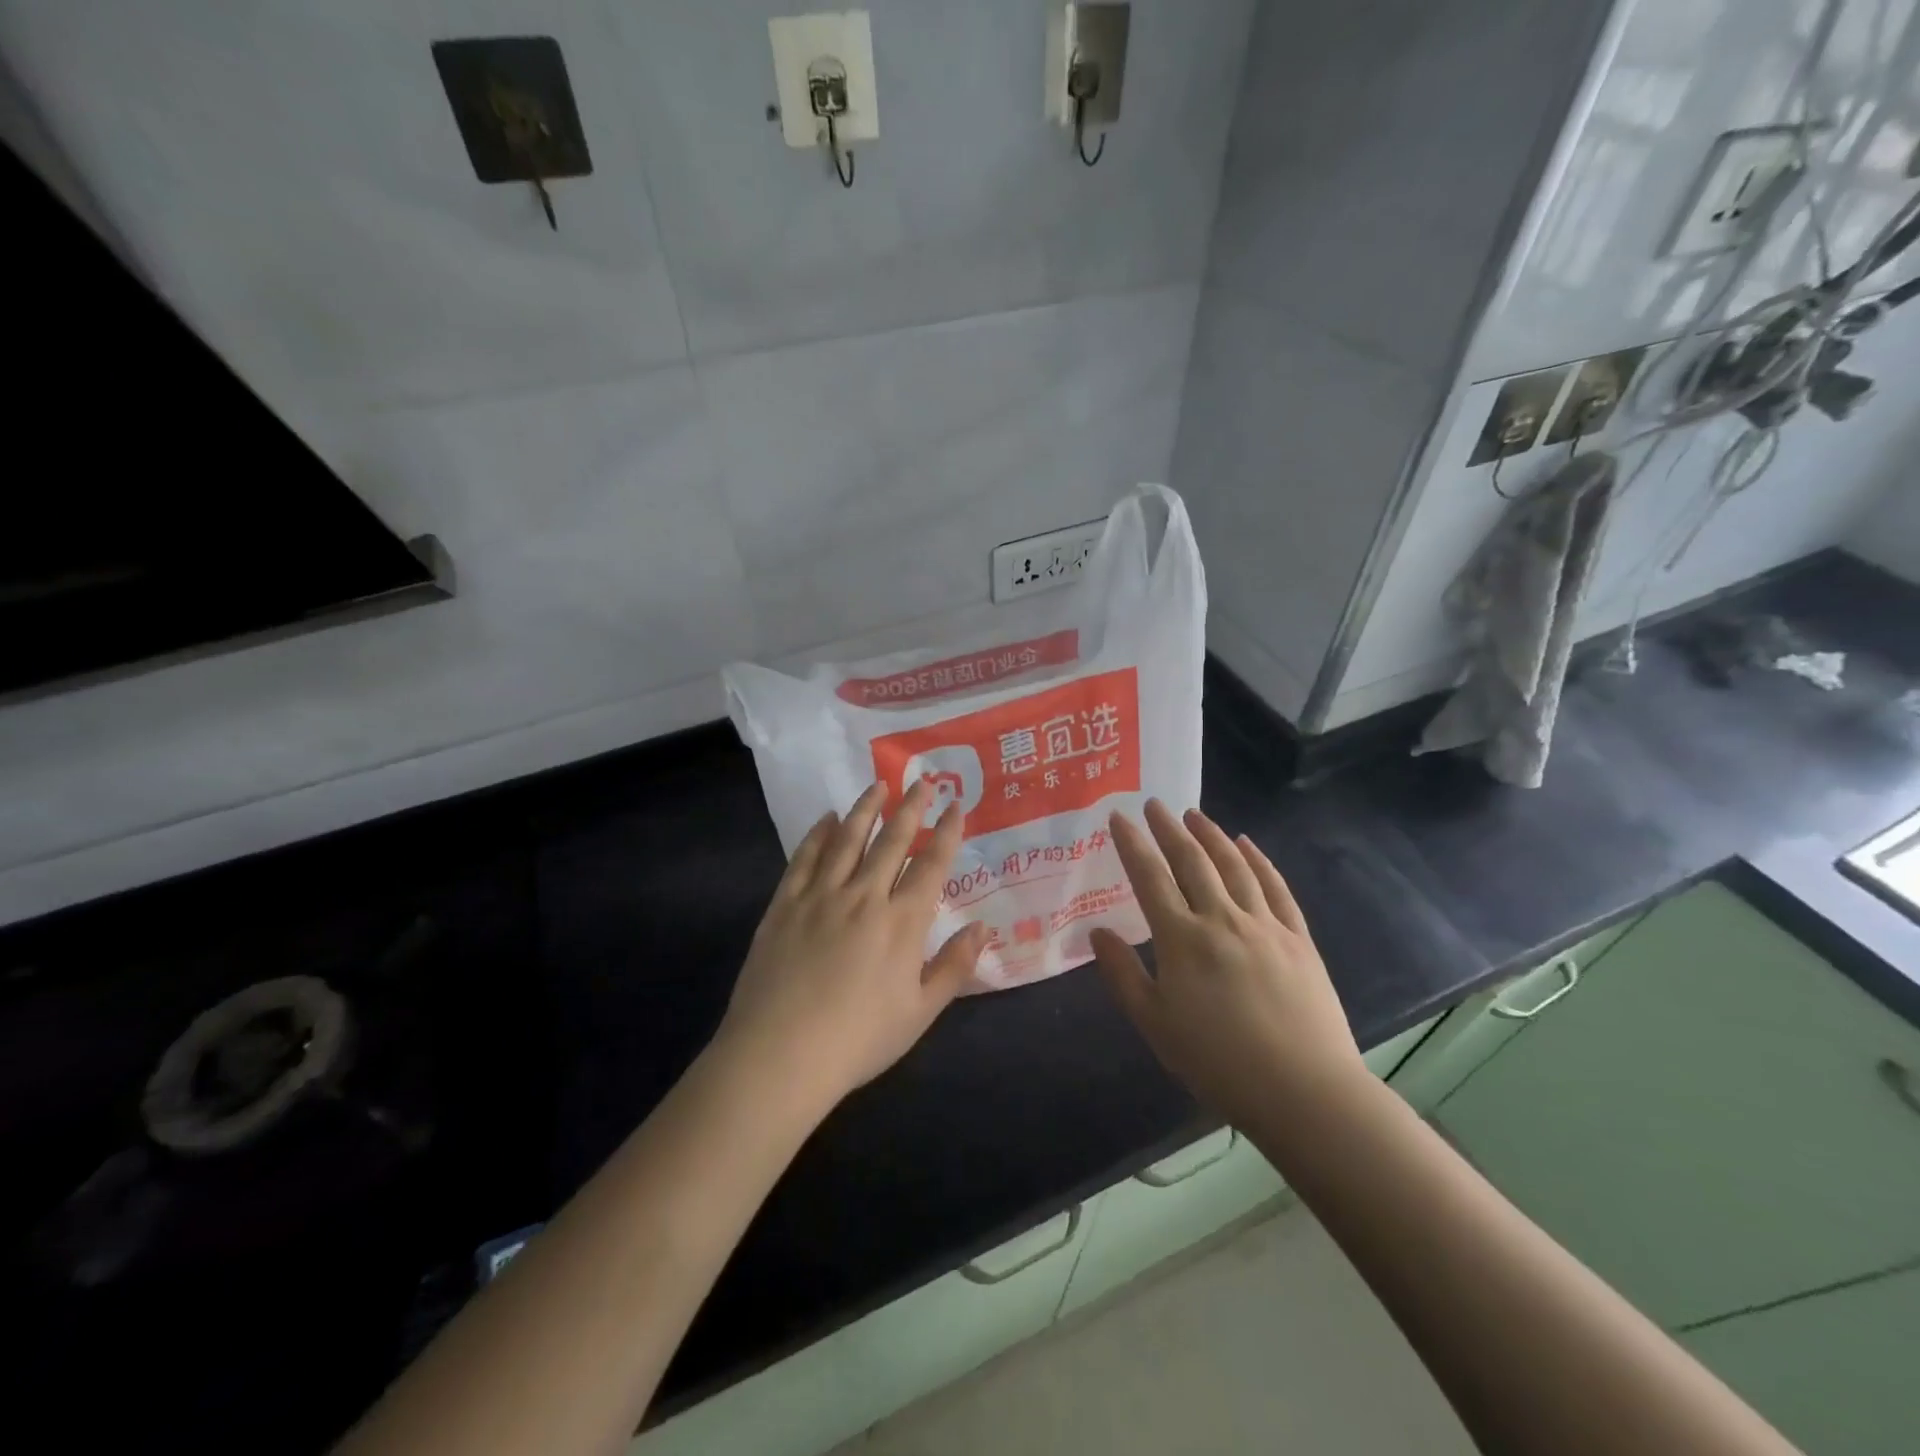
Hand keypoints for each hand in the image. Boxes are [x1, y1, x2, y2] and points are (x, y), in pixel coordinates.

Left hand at [716, 779, 987, 1112]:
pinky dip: (818, 834)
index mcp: (902, 922)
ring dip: (865, 809)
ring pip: (848, 839)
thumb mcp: (921, 1012)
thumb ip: (954, 966)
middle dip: (911, 808)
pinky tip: (825, 819)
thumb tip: (983, 927)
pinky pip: (805, 858)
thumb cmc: (859, 1039)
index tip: (956, 804)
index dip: (947, 831)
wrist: (781, 1055)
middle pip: (892, 841)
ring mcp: (821, 896)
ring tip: (877, 786)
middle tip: (921, 781)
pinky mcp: (785, 904)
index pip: (932, 864)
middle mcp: (865, 896)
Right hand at [1089, 800, 1366, 1129]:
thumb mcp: (1154, 1025)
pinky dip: (1259, 861)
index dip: (1132, 844)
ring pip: (1234, 866)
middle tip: (1155, 804)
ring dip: (1212, 835)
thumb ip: (1122, 975)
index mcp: (1182, 939)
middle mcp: (1222, 919)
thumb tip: (1097, 933)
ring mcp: (1265, 925)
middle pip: (1192, 861)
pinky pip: (1275, 888)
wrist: (1304, 1091)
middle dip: (1170, 829)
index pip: (1150, 877)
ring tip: (1195, 814)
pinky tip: (1247, 846)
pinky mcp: (1298, 939)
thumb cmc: (1217, 1062)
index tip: (1119, 817)